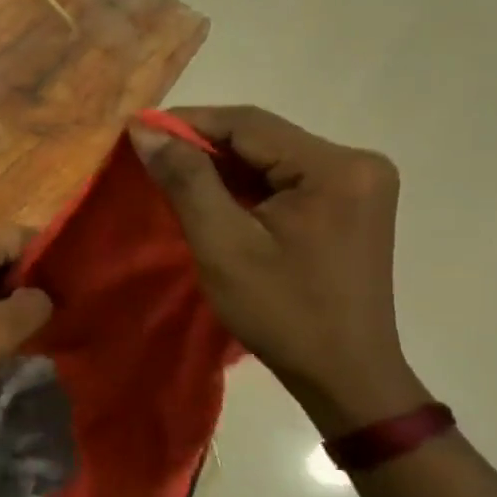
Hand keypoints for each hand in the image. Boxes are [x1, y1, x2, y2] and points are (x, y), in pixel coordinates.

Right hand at [131, 106, 430, 434]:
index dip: (189, 122)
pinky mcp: (350, 204)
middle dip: (204, 146)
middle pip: (263, 138)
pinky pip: (286, 179)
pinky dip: (247, 186)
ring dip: (223, 167)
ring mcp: (358, 183)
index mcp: (335, 167)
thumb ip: (186, 181)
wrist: (344, 374)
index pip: (249, 124)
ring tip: (174, 178)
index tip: (138, 131)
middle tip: (151, 158)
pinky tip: (215, 198)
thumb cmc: (281, 312)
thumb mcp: (223, 245)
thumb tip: (146, 130)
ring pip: (272, 158)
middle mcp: (356, 162)